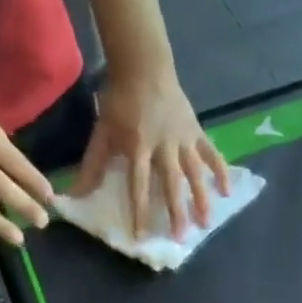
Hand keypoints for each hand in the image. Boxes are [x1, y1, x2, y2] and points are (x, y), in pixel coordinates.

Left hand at [73, 63, 229, 238]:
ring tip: (206, 223)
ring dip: (201, 199)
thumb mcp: (103, 132)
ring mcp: (183, 139)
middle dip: (176, 211)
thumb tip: (75, 195)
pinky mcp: (197, 132)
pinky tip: (226, 192)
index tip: (142, 235)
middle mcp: (163, 146)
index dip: (140, 211)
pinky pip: (211, 154)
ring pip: (194, 173)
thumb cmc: (120, 101)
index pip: (139, 185)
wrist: (143, 65)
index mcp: (138, 146)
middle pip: (171, 183)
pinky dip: (220, 172)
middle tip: (180, 237)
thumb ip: (93, 165)